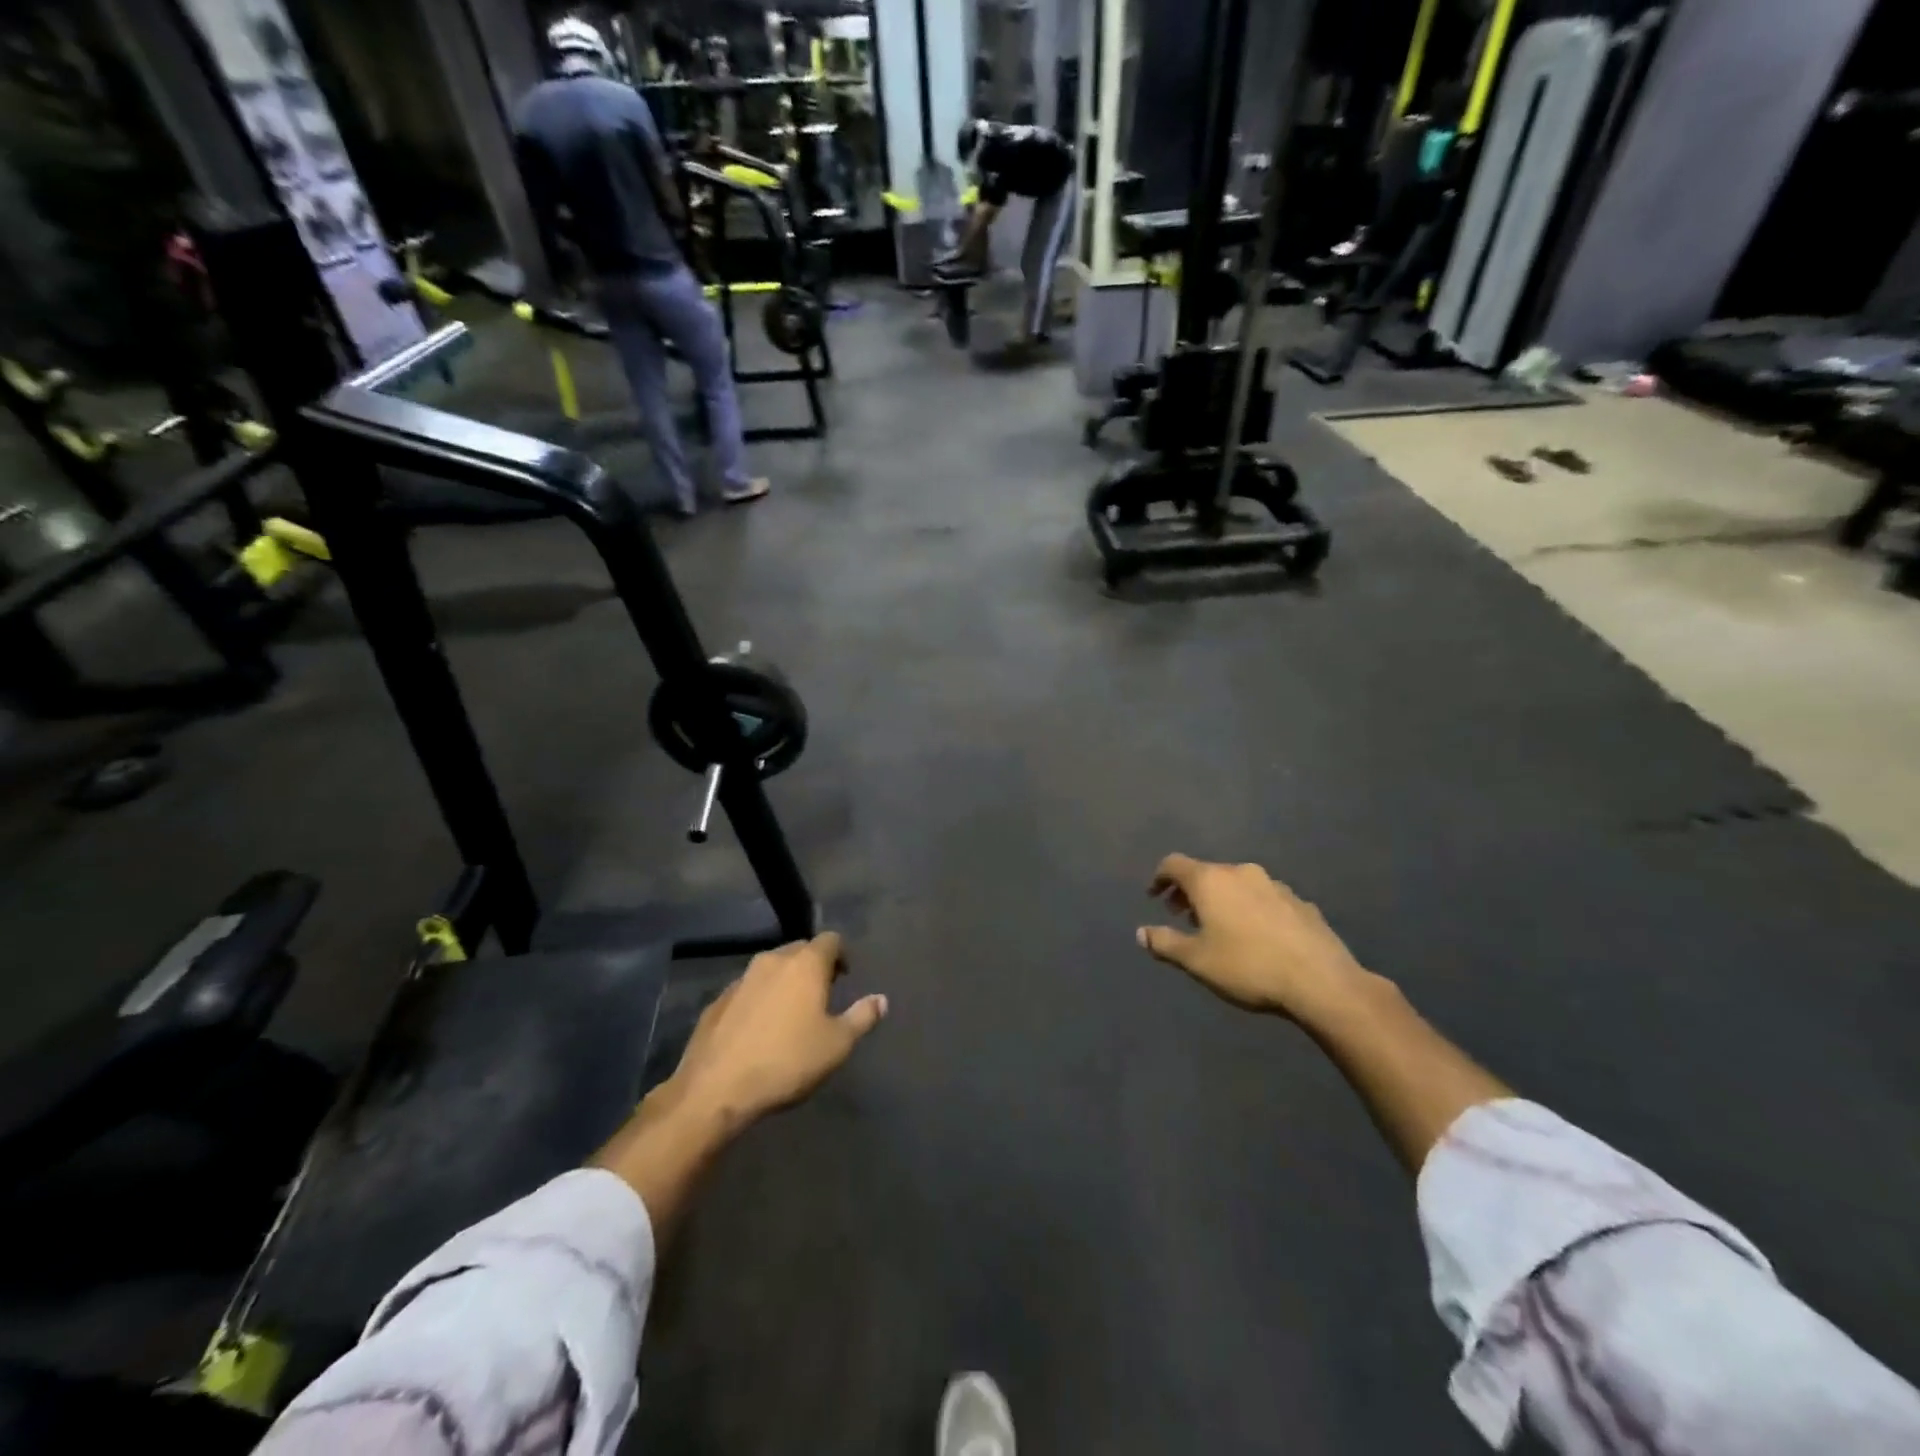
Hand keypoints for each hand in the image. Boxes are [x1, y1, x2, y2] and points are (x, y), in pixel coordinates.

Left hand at [666, 932, 886, 1126]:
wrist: (716, 1088)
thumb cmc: (787, 1062)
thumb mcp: (837, 1045)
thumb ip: (862, 1017)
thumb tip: (881, 999)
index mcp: (806, 964)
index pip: (831, 940)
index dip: (842, 955)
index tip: (845, 977)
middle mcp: (773, 960)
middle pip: (800, 949)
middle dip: (814, 965)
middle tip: (823, 994)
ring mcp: (741, 978)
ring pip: (772, 968)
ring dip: (785, 981)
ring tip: (792, 1012)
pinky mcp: (718, 1000)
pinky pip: (748, 989)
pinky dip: (760, 998)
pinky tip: (760, 1028)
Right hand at [1138, 855, 1369, 1020]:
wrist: (1321, 982)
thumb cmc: (1247, 967)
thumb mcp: (1196, 961)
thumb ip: (1165, 943)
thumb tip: (1141, 933)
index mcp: (1211, 881)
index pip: (1174, 864)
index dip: (1159, 878)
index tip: (1154, 896)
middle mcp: (1241, 872)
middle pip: (1207, 872)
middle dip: (1190, 892)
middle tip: (1183, 916)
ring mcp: (1275, 885)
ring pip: (1238, 884)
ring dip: (1223, 900)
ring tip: (1220, 928)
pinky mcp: (1301, 903)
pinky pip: (1265, 899)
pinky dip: (1251, 909)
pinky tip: (1257, 937)